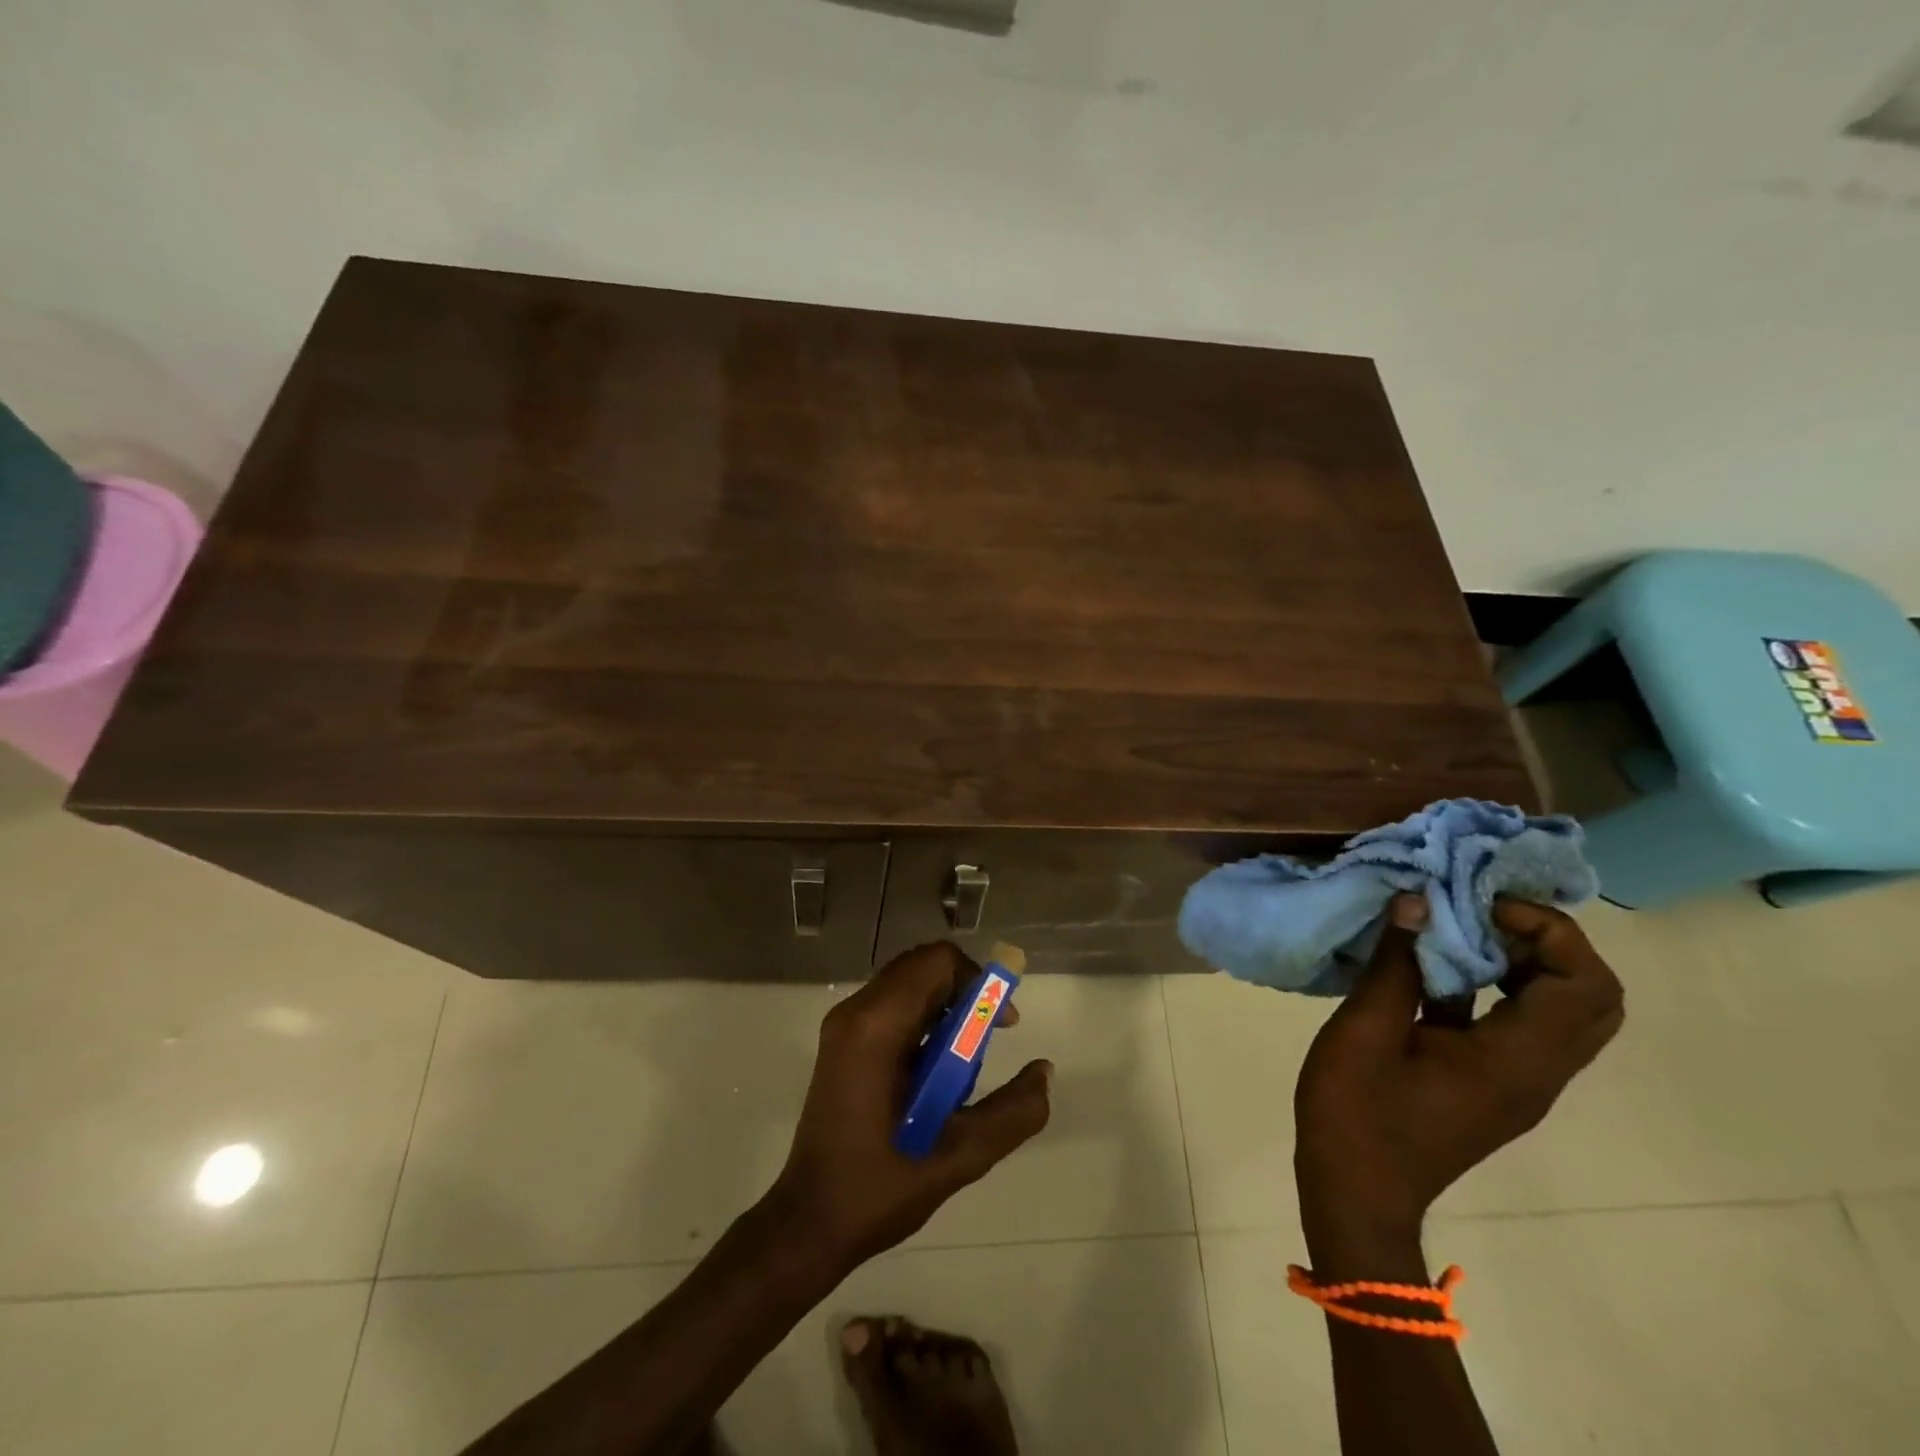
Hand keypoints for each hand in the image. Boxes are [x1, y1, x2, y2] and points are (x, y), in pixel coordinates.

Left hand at [767, 942, 1052, 1272]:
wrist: (810, 1222)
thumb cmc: (882, 1187)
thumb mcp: (961, 1155)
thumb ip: (1013, 1112)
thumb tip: (1044, 1070)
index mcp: (877, 1026)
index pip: (936, 962)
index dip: (978, 980)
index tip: (1001, 1025)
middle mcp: (855, 1012)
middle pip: (922, 967)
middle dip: (964, 994)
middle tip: (987, 1041)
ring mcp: (843, 1025)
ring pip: (907, 985)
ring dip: (945, 1010)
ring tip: (962, 1066)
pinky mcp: (842, 1042)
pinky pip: (892, 1006)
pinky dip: (923, 1022)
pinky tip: (934, 1075)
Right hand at [1293, 896, 1624, 1256]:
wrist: (1356, 1193)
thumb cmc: (1357, 1112)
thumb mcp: (1364, 1030)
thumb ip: (1394, 964)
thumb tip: (1416, 900)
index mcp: (1515, 1061)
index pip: (1585, 985)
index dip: (1547, 930)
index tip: (1480, 904)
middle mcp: (1537, 1072)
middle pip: (1593, 998)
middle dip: (1547, 941)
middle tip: (1481, 912)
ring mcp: (1519, 1081)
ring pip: (1561, 1010)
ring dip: (1522, 961)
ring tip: (1458, 929)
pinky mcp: (1493, 1084)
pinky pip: (1520, 1024)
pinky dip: (1495, 985)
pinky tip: (1433, 968)